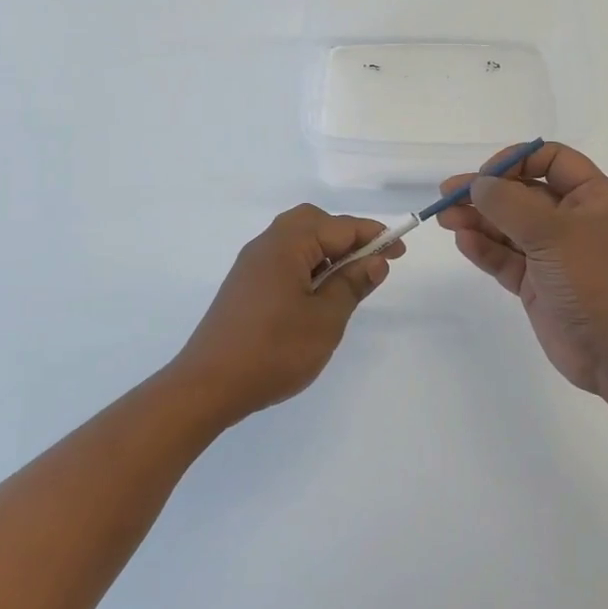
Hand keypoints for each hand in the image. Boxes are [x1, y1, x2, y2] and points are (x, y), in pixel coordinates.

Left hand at [174, 205, 403, 421]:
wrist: (207, 386)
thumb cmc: (273, 350)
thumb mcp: (325, 319)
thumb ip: (351, 285)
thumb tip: (375, 261)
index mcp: (286, 245)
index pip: (339, 227)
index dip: (373, 236)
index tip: (400, 250)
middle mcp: (266, 245)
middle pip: (313, 222)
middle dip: (346, 236)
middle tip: (371, 263)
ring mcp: (251, 265)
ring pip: (296, 241)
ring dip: (326, 252)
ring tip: (348, 282)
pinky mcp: (245, 286)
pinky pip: (283, 260)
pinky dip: (307, 266)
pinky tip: (317, 296)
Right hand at [436, 143, 607, 393]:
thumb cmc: (593, 280)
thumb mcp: (552, 233)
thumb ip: (509, 204)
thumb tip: (477, 185)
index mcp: (591, 198)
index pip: (552, 160)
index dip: (518, 160)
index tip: (488, 175)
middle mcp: (572, 220)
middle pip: (522, 193)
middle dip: (486, 192)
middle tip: (448, 194)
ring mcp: (552, 253)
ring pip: (508, 226)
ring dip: (478, 219)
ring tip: (445, 218)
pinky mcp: (536, 282)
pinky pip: (505, 257)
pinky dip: (484, 248)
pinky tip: (463, 241)